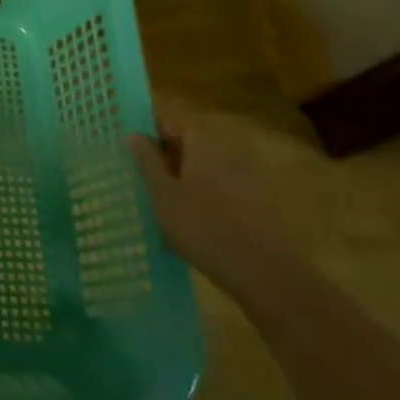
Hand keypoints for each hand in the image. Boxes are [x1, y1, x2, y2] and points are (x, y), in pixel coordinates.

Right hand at [126, 118, 287, 289]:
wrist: (266, 276)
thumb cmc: (203, 226)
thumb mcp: (162, 194)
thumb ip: (147, 161)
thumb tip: (135, 134)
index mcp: (204, 143)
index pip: (172, 124)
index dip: (150, 135)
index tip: (133, 153)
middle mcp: (229, 153)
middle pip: (191, 147)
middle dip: (168, 160)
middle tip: (145, 181)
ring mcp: (249, 180)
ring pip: (207, 172)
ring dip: (187, 182)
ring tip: (165, 207)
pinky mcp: (261, 206)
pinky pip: (224, 192)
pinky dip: (207, 201)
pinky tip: (194, 226)